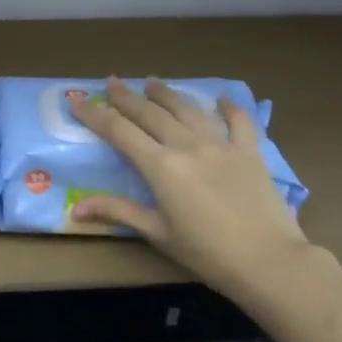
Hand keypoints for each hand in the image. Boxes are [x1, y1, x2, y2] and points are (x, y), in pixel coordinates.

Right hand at [72, 77, 311, 303]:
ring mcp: (221, 145)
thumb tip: (75, 209)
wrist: (267, 260)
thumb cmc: (205, 252)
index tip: (77, 100)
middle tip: (111, 81)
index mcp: (161, 166)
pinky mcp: (250, 152)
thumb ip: (117, 212)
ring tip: (153, 81)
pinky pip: (239, 121)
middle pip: (151, 113)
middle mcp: (188, 145)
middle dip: (127, 97)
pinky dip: (229, 107)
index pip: (119, 131)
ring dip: (167, 94)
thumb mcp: (156, 233)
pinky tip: (221, 99)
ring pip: (188, 109)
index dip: (95, 114)